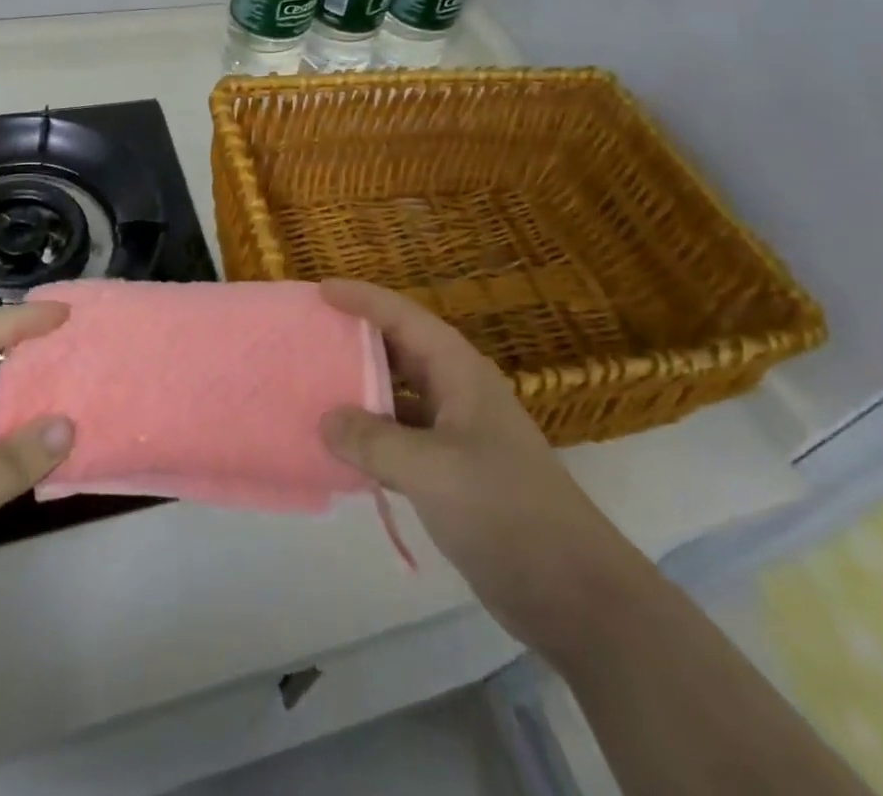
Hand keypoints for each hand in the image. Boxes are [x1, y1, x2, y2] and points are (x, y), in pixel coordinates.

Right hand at [318, 280, 647, 659]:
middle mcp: (457, 392)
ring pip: (399, 395)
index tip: (320, 290)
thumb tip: (325, 419)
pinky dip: (371, 437)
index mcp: (459, 372)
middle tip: (309, 334)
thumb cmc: (505, 510)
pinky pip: (401, 438)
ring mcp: (457, 434)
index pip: (404, 318)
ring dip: (360, 390)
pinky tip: (340, 449)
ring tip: (314, 387)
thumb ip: (374, 441)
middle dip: (356, 339)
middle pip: (400, 350)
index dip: (363, 299)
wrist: (573, 592)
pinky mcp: (452, 473)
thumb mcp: (433, 470)